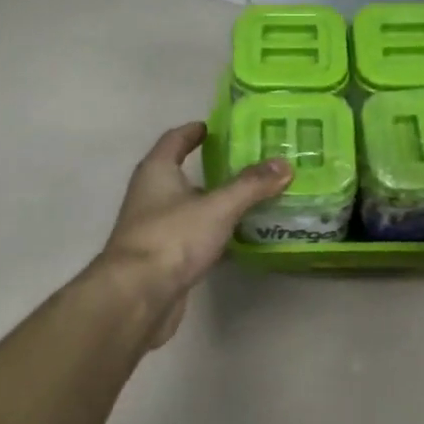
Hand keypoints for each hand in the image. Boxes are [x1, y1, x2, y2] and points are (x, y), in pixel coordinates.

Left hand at [98, 122, 291, 347]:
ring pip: (192, 209)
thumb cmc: (172, 238)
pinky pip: (195, 238)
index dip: (194, 131)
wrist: (138, 296)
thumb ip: (251, 185)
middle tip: (251, 164)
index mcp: (156, 172)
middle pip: (183, 174)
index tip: (217, 127)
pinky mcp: (165, 259)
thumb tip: (284, 164)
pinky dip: (216, 235)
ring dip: (217, 204)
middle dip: (214, 169)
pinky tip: (242, 239)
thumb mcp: (217, 207)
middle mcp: (152, 195)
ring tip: (254, 199)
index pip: (175, 140)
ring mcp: (157, 229)